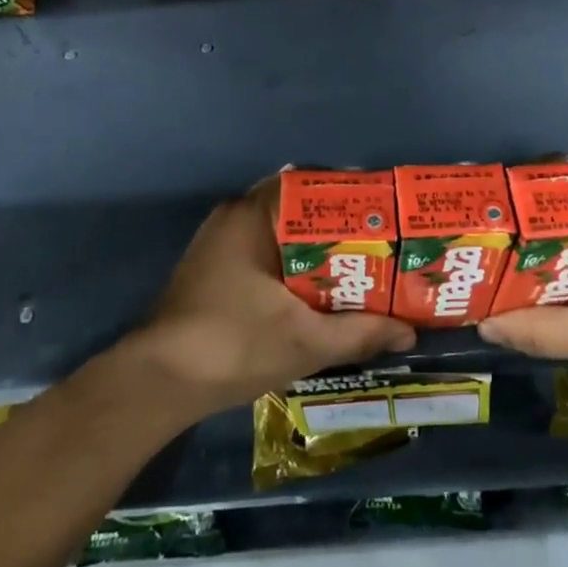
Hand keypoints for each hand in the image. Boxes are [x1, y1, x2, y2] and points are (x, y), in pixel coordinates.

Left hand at [128, 182, 415, 420]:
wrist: (158, 383)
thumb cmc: (233, 346)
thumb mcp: (306, 341)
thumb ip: (360, 332)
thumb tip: (409, 331)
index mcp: (252, 215)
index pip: (310, 184)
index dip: (349, 196)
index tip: (382, 212)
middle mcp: (234, 216)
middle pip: (297, 208)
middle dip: (338, 226)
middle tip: (379, 242)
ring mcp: (219, 242)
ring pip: (279, 232)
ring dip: (314, 247)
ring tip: (359, 263)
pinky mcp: (212, 267)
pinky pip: (263, 250)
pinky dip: (292, 262)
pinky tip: (318, 287)